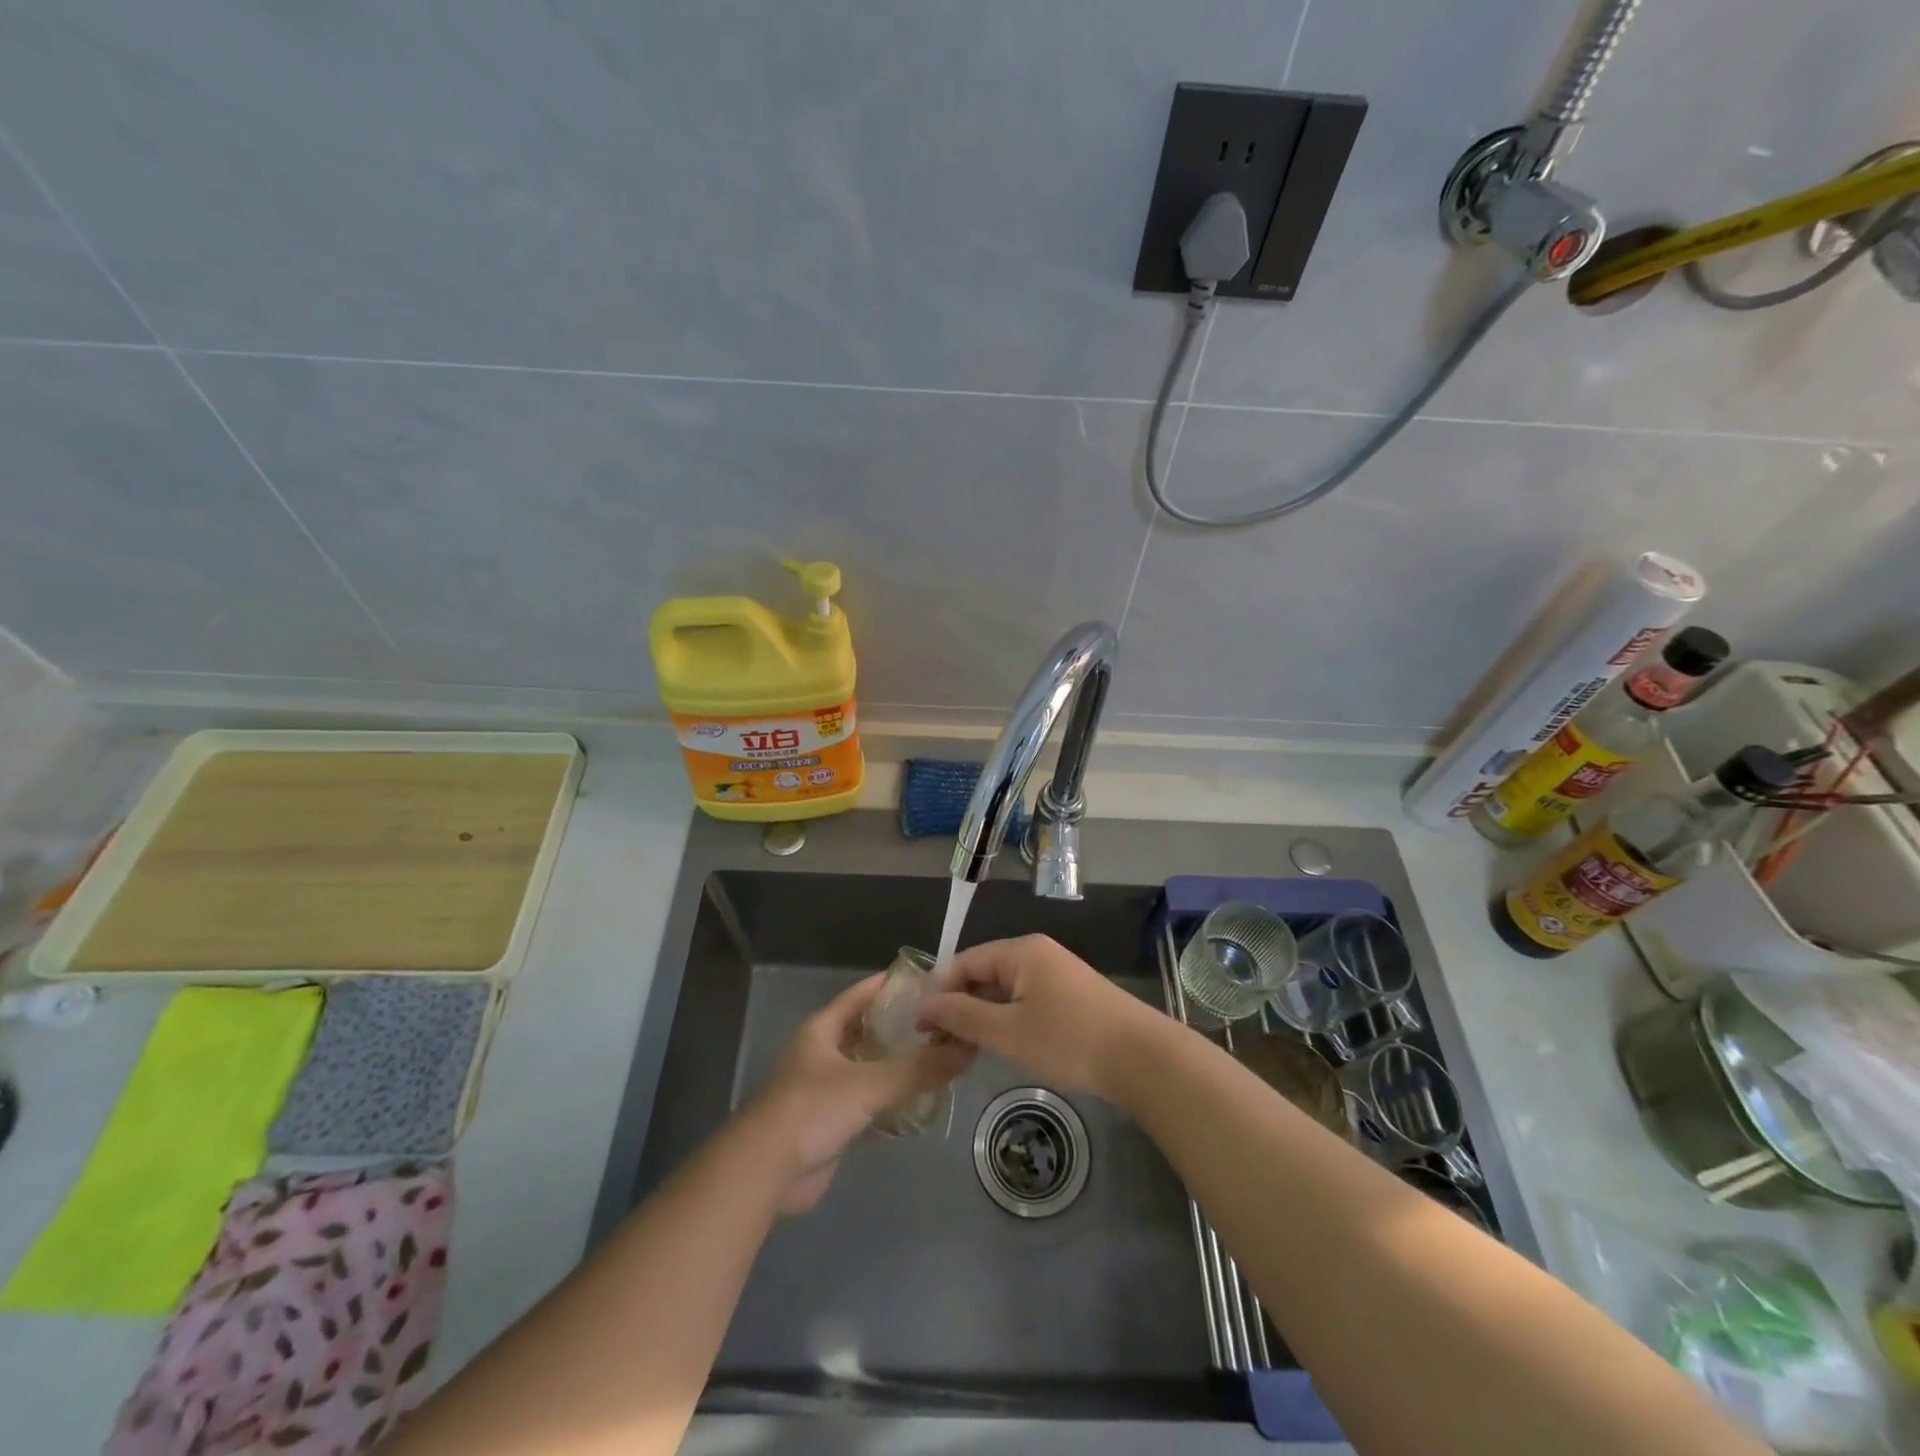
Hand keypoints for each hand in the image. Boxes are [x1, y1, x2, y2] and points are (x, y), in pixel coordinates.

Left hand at [743, 973, 972, 1213]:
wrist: (765, 1173)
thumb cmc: (811, 1110)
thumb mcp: (869, 1083)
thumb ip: (918, 1068)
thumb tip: (967, 1050)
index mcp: (824, 1028)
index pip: (865, 992)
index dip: (896, 984)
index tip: (934, 981)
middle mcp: (825, 1052)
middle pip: (871, 1030)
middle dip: (906, 1028)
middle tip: (948, 1025)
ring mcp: (828, 1089)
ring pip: (873, 1068)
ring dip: (902, 1066)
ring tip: (944, 1059)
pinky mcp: (833, 1123)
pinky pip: (871, 1103)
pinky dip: (894, 1102)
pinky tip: (924, 1102)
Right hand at [916, 935, 1166, 1102]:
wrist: (1142, 1058)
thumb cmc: (1069, 1040)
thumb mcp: (1008, 1031)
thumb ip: (963, 1015)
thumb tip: (923, 1005)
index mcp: (1021, 951)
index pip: (965, 961)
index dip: (938, 992)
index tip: (919, 1027)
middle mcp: (1037, 953)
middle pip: (984, 972)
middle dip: (959, 1004)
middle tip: (938, 1042)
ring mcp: (1057, 973)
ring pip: (1005, 989)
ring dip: (983, 1014)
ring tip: (963, 1048)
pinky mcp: (1072, 995)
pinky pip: (1026, 999)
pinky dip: (1007, 1018)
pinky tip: (1001, 1044)